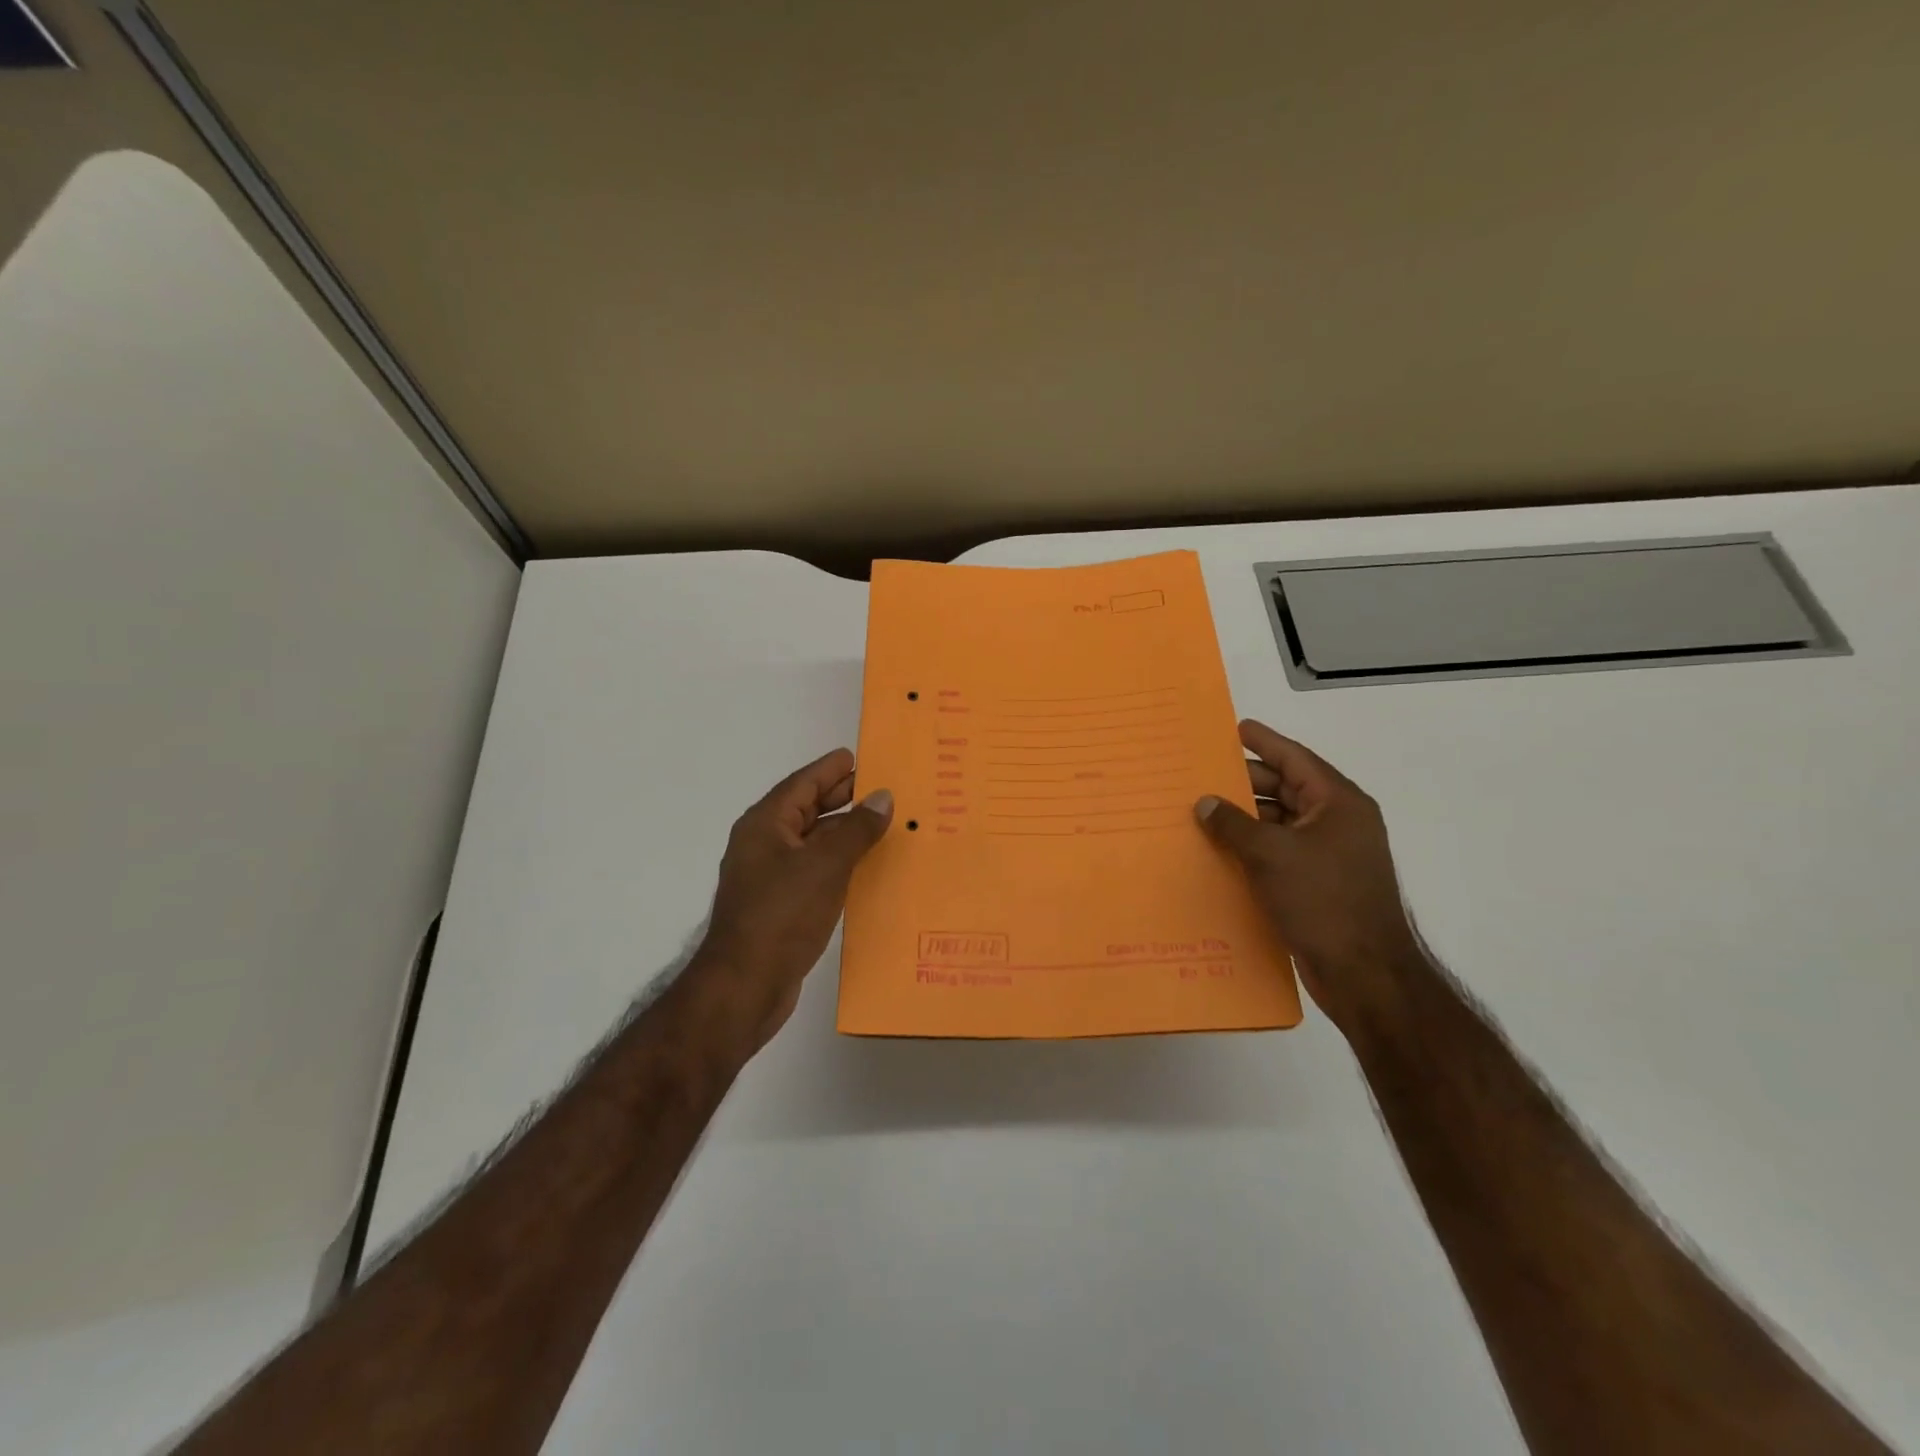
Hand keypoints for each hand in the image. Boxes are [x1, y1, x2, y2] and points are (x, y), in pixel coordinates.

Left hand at [693, 748, 891, 1052]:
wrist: (745, 985)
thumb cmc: (782, 914)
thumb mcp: (826, 865)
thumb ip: (856, 829)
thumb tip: (882, 797)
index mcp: (765, 825)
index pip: (802, 784)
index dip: (831, 769)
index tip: (859, 757)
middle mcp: (764, 845)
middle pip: (806, 810)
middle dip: (841, 798)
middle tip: (881, 788)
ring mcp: (770, 877)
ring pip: (812, 842)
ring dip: (844, 832)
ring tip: (882, 824)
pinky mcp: (780, 906)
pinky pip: (814, 870)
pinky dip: (839, 862)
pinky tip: (865, 867)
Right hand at [1195, 720, 1424, 1035]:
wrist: (1364, 973)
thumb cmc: (1322, 900)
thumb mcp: (1270, 854)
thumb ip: (1233, 823)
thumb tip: (1205, 802)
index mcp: (1338, 803)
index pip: (1296, 759)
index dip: (1264, 742)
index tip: (1235, 728)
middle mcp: (1338, 822)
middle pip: (1287, 789)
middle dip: (1246, 781)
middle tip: (1203, 773)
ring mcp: (1330, 854)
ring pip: (1281, 822)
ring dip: (1246, 817)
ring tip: (1203, 811)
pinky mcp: (1319, 883)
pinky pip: (1280, 852)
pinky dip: (1253, 847)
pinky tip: (1220, 850)